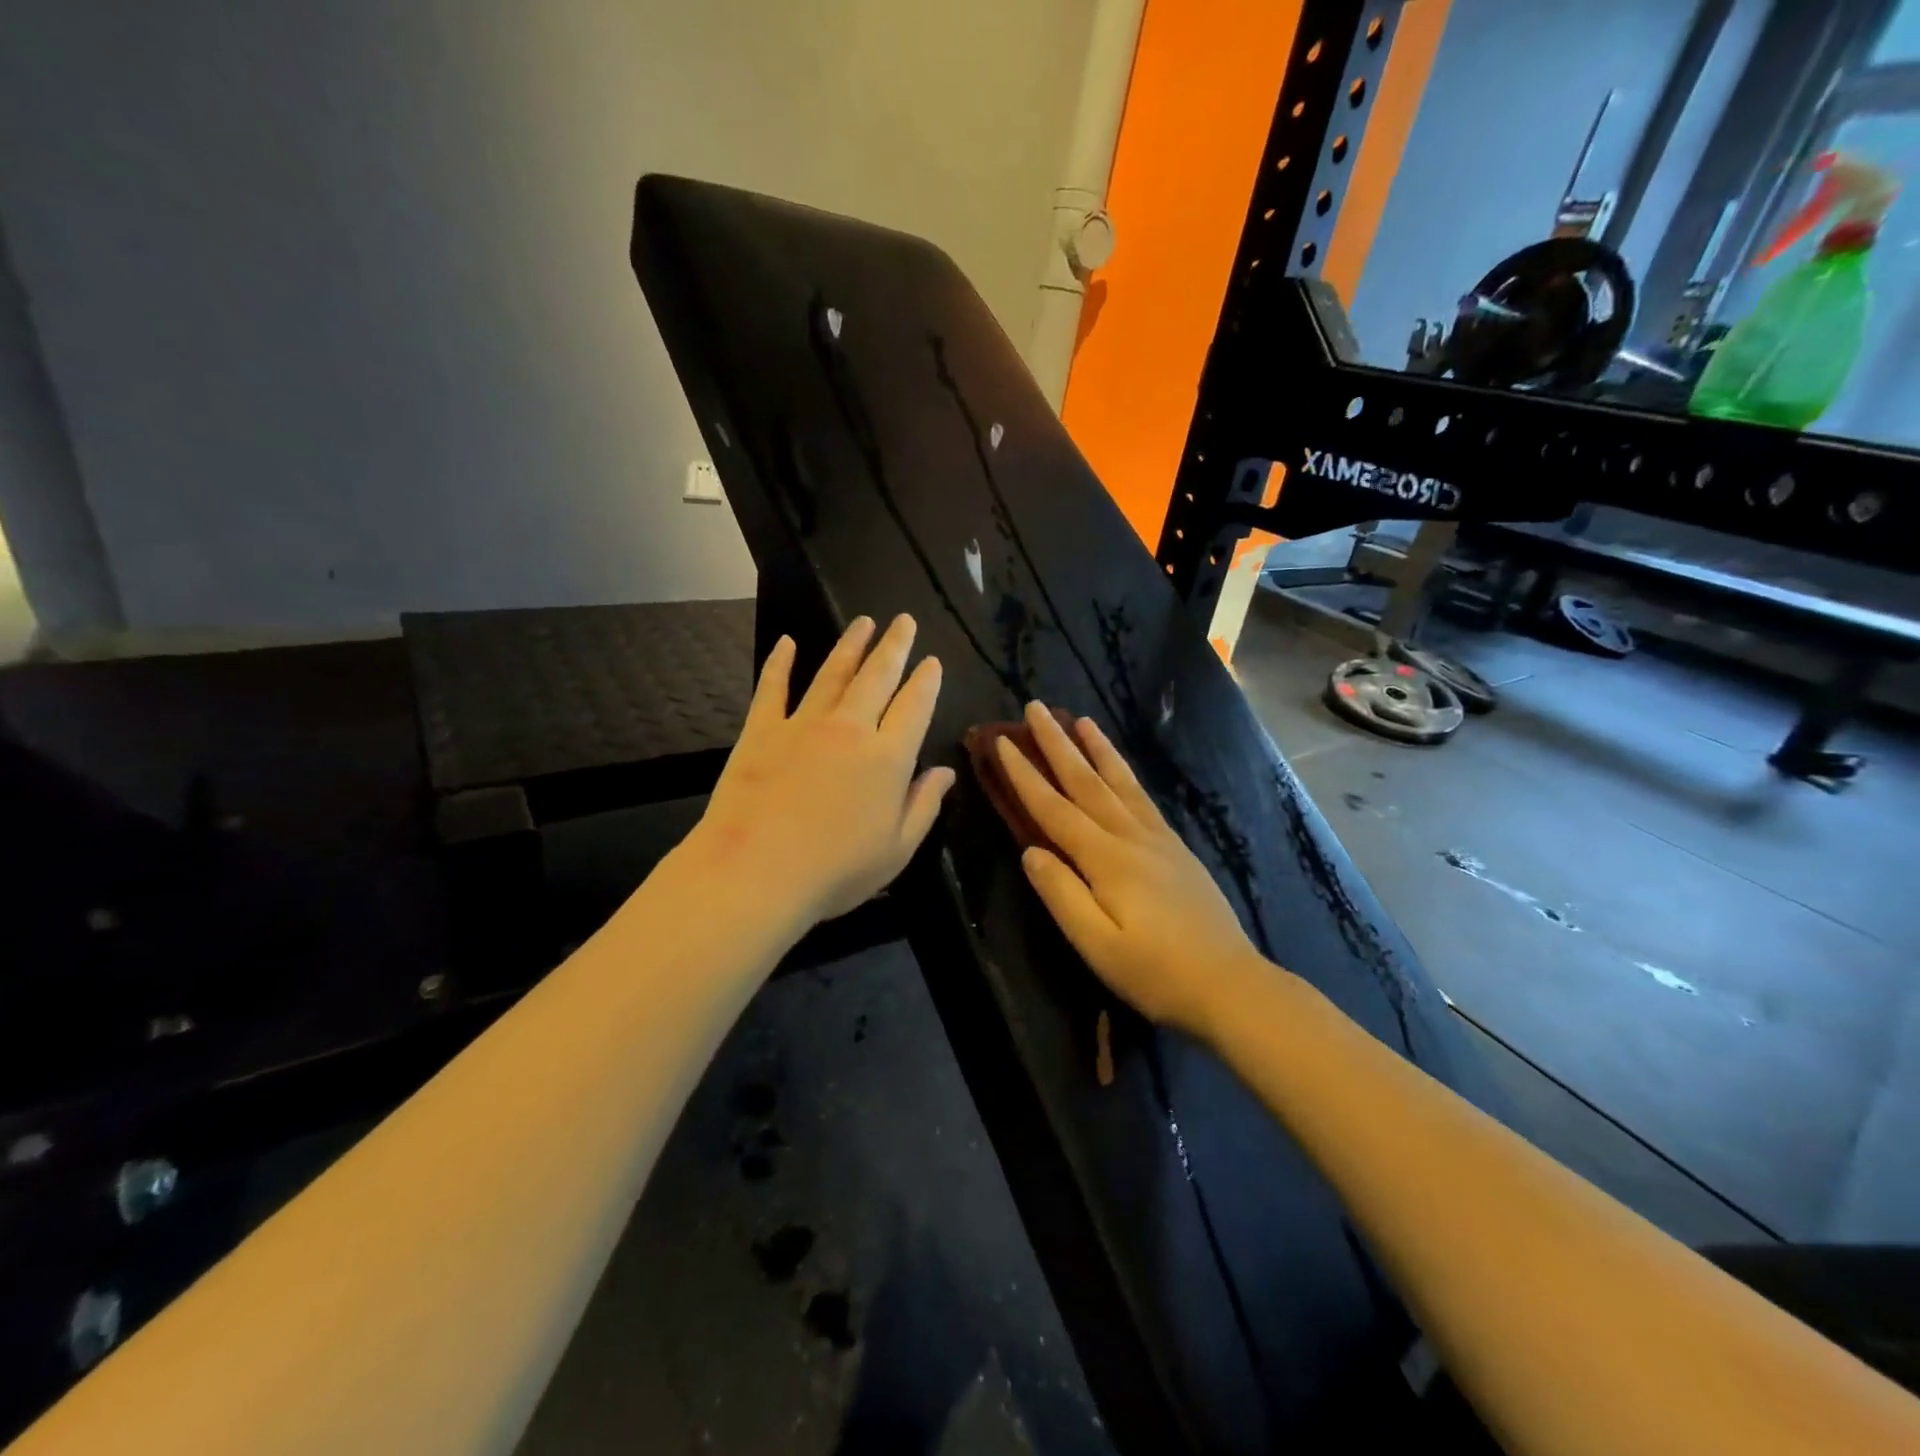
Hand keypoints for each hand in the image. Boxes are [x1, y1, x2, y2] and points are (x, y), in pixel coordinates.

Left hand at [689, 614, 955, 934]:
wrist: (754, 873)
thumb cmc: (834, 871)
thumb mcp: (896, 850)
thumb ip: (924, 806)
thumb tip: (946, 772)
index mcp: (888, 757)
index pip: (915, 705)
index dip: (926, 681)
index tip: (932, 662)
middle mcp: (850, 728)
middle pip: (877, 676)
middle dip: (894, 646)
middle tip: (903, 621)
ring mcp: (802, 724)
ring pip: (833, 673)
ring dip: (850, 645)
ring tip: (863, 623)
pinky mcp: (761, 730)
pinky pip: (773, 688)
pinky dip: (780, 663)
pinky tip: (787, 643)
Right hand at [995, 702, 1264, 1040]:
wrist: (1229, 983)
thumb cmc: (1154, 972)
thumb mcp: (1096, 945)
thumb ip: (1061, 894)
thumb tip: (1030, 851)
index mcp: (1105, 859)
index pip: (1053, 808)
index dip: (1024, 774)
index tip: (1002, 742)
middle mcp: (1130, 837)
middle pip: (1086, 781)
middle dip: (1057, 744)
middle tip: (1035, 708)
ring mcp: (1157, 839)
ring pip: (1118, 781)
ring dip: (1095, 748)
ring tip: (1079, 718)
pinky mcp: (1175, 847)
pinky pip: (1142, 796)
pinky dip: (1125, 772)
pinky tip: (1120, 766)